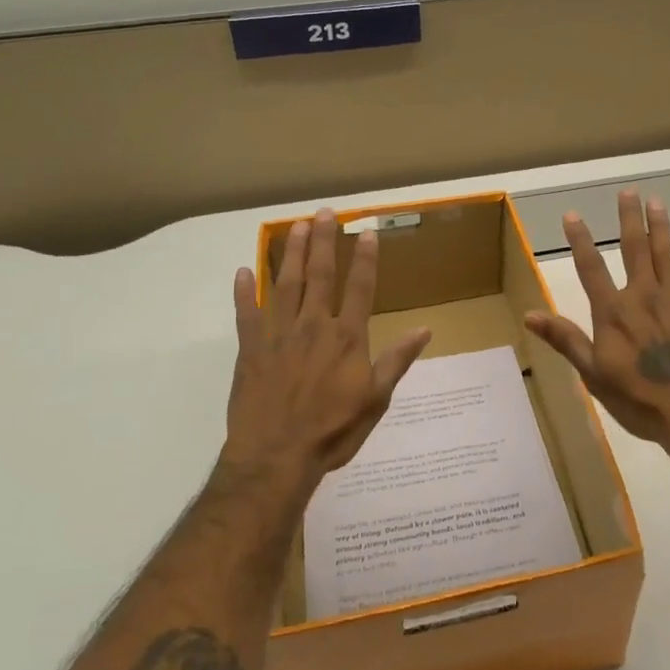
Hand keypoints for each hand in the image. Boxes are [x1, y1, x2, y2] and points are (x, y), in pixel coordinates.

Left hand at [224, 208, 430, 491]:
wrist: (276, 457)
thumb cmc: (332, 431)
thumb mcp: (376, 400)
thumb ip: (397, 361)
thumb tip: (425, 329)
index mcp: (347, 337)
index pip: (361, 288)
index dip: (365, 259)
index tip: (367, 232)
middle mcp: (313, 326)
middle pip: (320, 275)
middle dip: (324, 241)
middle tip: (325, 212)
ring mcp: (279, 335)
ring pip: (286, 284)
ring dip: (292, 254)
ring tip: (295, 226)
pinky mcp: (250, 349)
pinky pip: (246, 314)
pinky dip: (244, 292)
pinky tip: (244, 271)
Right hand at [524, 189, 669, 451]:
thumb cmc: (640, 400)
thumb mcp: (593, 375)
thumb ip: (566, 340)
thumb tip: (529, 314)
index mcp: (614, 312)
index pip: (591, 268)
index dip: (580, 240)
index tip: (572, 214)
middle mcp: (644, 297)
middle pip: (635, 250)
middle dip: (629, 219)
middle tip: (628, 192)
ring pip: (667, 256)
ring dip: (661, 228)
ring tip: (658, 202)